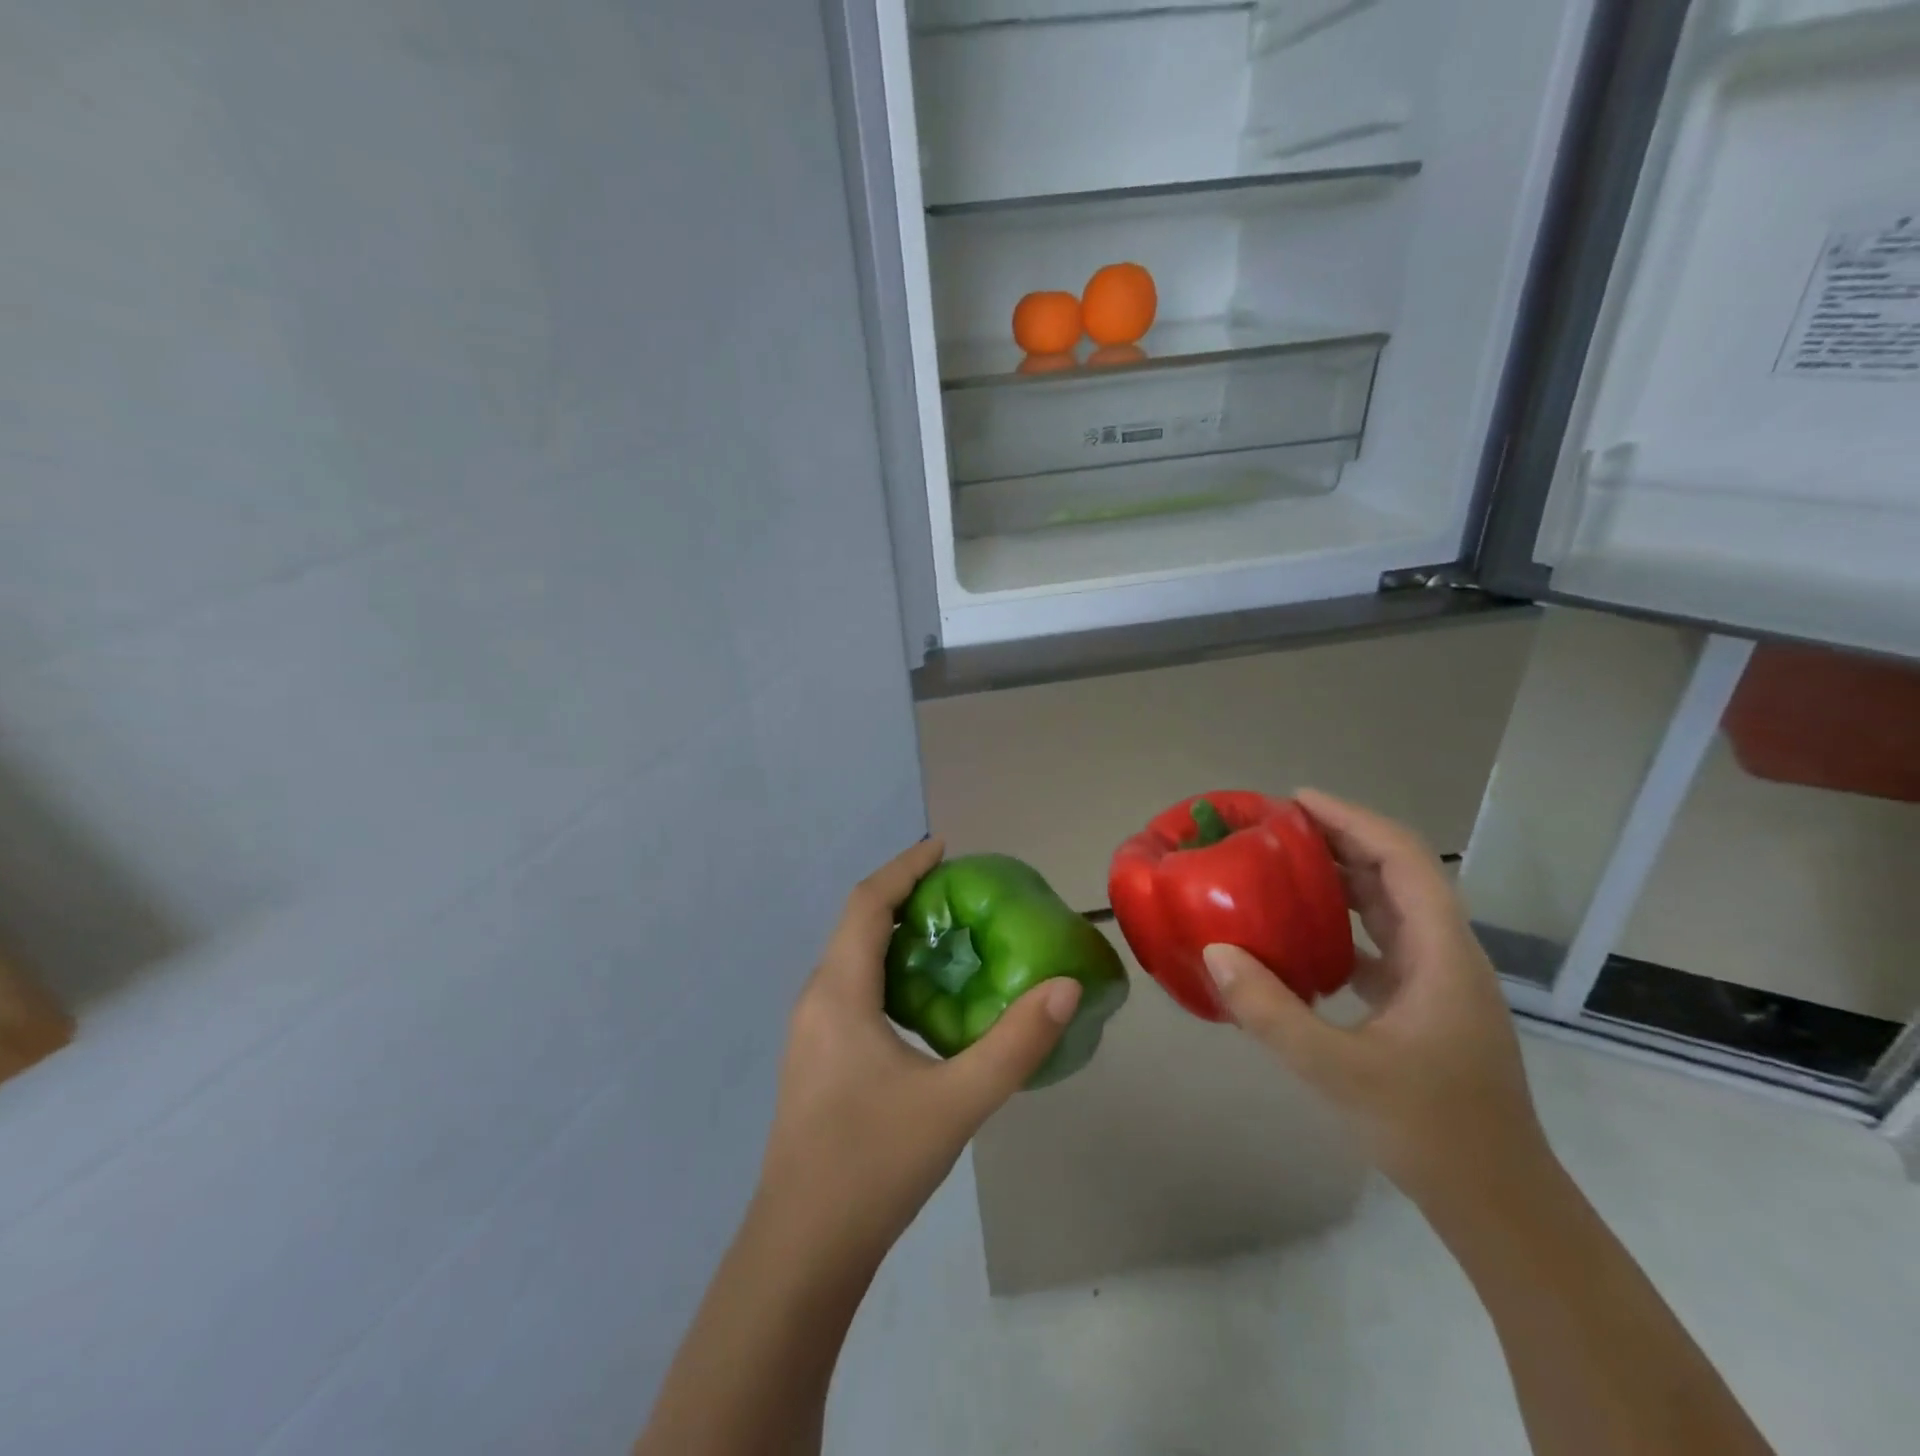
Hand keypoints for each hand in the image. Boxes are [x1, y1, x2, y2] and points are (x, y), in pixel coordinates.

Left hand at [756, 838, 1081, 1263]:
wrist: (801, 1250)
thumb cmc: (873, 1164)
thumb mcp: (956, 1102)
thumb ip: (1014, 1044)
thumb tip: (1064, 987)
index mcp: (839, 992)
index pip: (866, 903)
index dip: (903, 867)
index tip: (944, 848)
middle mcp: (816, 999)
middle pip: (857, 924)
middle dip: (903, 897)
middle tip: (959, 894)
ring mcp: (809, 1032)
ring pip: (851, 959)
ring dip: (894, 936)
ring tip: (947, 938)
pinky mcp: (814, 1059)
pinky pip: (849, 989)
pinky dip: (885, 971)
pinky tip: (922, 1002)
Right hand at [1201, 790, 1550, 1213]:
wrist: (1498, 1204)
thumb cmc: (1429, 1131)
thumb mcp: (1338, 1071)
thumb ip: (1272, 1011)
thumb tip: (1215, 952)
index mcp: (1441, 954)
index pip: (1403, 860)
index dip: (1352, 820)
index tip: (1298, 801)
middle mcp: (1447, 954)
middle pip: (1398, 873)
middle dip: (1342, 839)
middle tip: (1278, 827)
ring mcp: (1439, 981)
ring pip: (1391, 907)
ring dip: (1343, 878)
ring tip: (1284, 865)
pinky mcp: (1425, 1005)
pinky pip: (1382, 942)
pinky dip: (1343, 923)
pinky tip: (1301, 934)